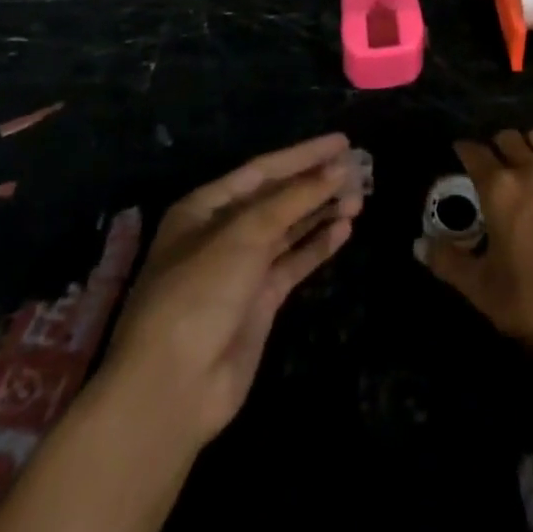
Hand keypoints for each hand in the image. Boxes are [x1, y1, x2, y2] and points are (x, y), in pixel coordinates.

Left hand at [103, 133, 360, 447]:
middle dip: (316, 184)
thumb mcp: (245, 233)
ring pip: (290, 229)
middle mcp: (223, 233)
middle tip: (360, 172)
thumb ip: (295, 198)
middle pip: (278, 198)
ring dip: (322, 212)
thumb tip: (340, 168)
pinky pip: (294, 263)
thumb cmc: (199, 292)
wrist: (172, 389)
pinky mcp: (260, 302)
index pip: (263, 169)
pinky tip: (344, 231)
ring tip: (359, 200)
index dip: (303, 154)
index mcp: (205, 208)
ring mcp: (242, 269)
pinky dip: (318, 246)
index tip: (342, 142)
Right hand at [416, 129, 532, 363]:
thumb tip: (418, 244)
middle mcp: (529, 171)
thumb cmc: (530, 303)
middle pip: (507, 138)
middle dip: (494, 147)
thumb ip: (447, 261)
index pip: (474, 152)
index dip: (463, 150)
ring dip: (526, 145)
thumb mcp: (480, 289)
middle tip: (488, 169)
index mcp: (499, 190)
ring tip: (520, 166)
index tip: (457, 154)